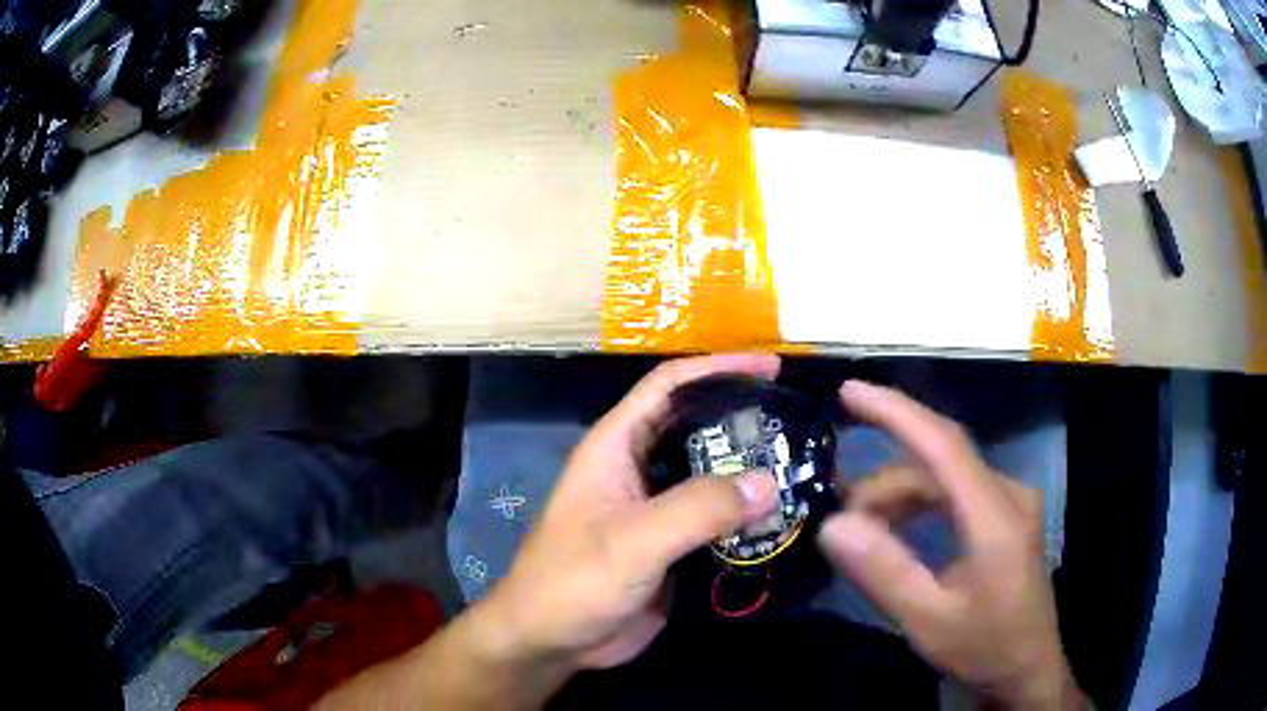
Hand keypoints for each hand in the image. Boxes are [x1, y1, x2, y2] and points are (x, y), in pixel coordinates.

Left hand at [481, 354, 780, 669]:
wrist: (552, 642)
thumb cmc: (575, 581)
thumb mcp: (633, 540)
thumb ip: (698, 509)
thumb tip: (769, 481)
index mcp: (616, 446)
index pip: (669, 386)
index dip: (717, 368)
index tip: (771, 368)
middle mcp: (638, 469)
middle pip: (697, 427)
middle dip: (744, 418)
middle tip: (798, 422)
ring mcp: (657, 509)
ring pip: (711, 475)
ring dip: (751, 470)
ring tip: (802, 465)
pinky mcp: (673, 545)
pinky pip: (717, 519)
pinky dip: (748, 514)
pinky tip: (784, 515)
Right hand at [818, 381, 1084, 709]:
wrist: (1027, 670)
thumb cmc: (984, 647)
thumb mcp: (928, 619)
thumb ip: (885, 570)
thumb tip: (832, 524)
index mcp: (996, 515)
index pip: (943, 444)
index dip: (896, 412)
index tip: (849, 392)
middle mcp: (1008, 495)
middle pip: (939, 463)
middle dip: (884, 480)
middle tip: (838, 511)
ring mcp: (1010, 505)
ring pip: (945, 479)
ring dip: (899, 496)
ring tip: (861, 528)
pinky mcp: (1005, 519)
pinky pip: (955, 495)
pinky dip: (919, 506)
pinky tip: (897, 531)